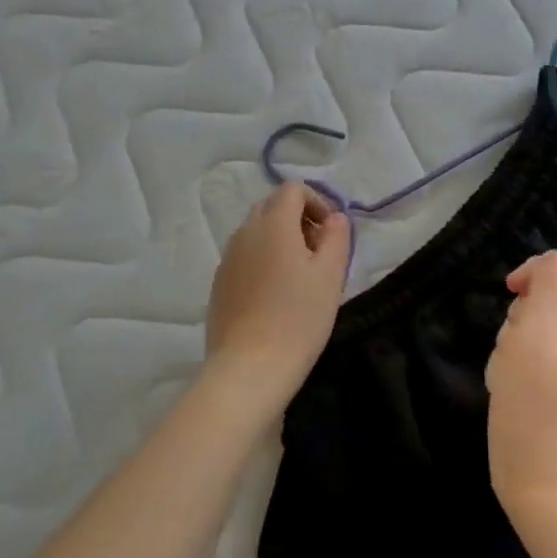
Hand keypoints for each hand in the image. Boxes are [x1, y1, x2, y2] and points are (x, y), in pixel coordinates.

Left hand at [202, 182, 350, 416]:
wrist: (249, 369)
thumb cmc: (298, 319)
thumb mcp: (330, 275)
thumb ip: (337, 237)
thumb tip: (334, 218)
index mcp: (273, 224)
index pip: (292, 189)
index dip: (317, 201)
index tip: (332, 233)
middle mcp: (245, 233)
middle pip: (272, 206)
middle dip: (299, 219)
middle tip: (320, 254)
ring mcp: (227, 258)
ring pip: (257, 232)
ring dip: (281, 240)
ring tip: (300, 277)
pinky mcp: (219, 283)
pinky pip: (245, 256)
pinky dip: (264, 260)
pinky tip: (276, 296)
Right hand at [486, 251, 556, 522]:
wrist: (549, 491)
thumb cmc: (536, 410)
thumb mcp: (534, 338)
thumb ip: (549, 289)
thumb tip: (556, 261)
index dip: (542, 269)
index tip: (510, 292)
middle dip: (530, 310)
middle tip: (512, 346)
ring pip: (556, 324)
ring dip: (524, 338)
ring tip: (510, 372)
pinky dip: (532, 361)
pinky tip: (516, 387)